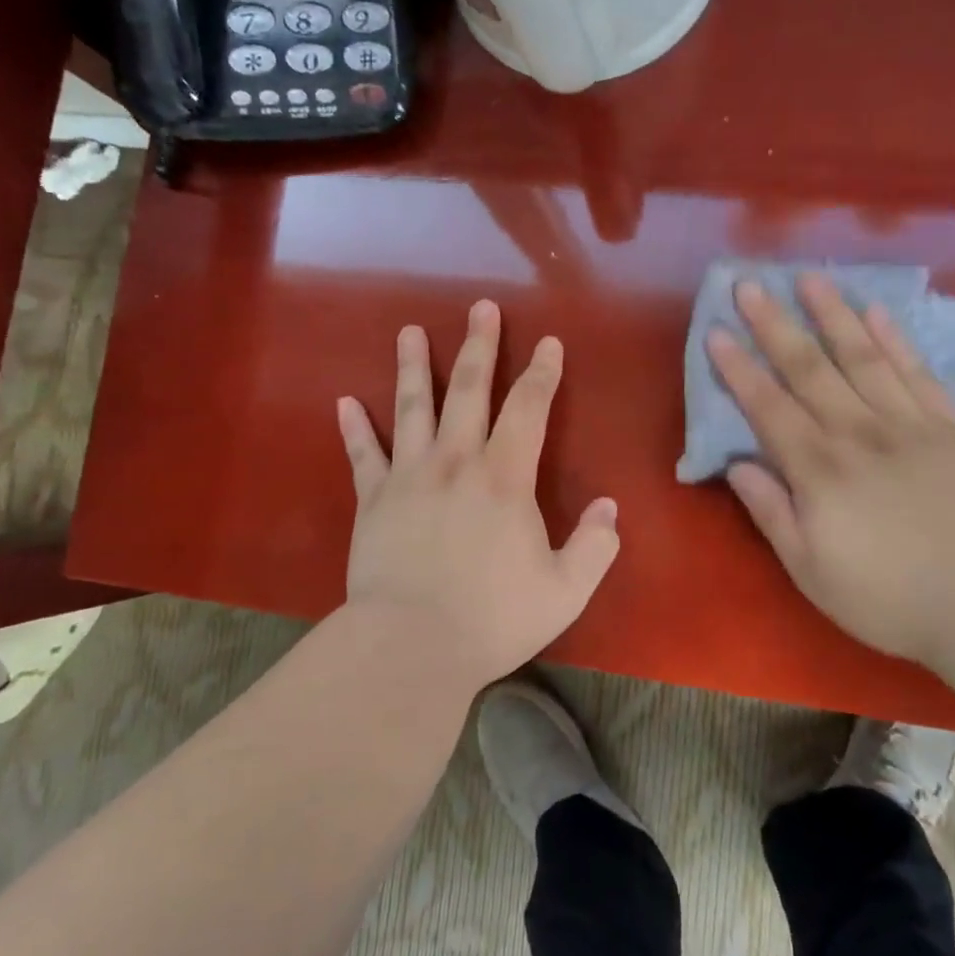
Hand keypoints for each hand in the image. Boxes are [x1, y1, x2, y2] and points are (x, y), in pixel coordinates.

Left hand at [335, 300, 620, 691]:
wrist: (410, 648)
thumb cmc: (493, 618)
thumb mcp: (566, 590)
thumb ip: (594, 546)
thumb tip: (610, 509)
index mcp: (505, 478)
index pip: (528, 409)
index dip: (542, 373)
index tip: (548, 342)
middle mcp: (456, 462)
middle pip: (468, 391)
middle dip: (479, 346)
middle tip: (481, 307)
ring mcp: (408, 477)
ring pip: (411, 408)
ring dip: (412, 367)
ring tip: (408, 331)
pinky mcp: (373, 501)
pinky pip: (362, 456)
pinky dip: (354, 428)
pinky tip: (344, 401)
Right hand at [708, 273, 954, 662]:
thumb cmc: (887, 596)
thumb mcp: (810, 569)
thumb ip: (771, 511)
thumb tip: (737, 464)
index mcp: (818, 468)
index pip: (768, 407)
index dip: (739, 369)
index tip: (717, 333)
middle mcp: (857, 432)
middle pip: (809, 369)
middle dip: (775, 325)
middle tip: (750, 285)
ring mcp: (907, 424)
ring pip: (862, 357)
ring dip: (832, 315)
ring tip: (810, 278)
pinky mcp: (950, 427)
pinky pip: (917, 373)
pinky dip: (895, 340)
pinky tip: (877, 312)